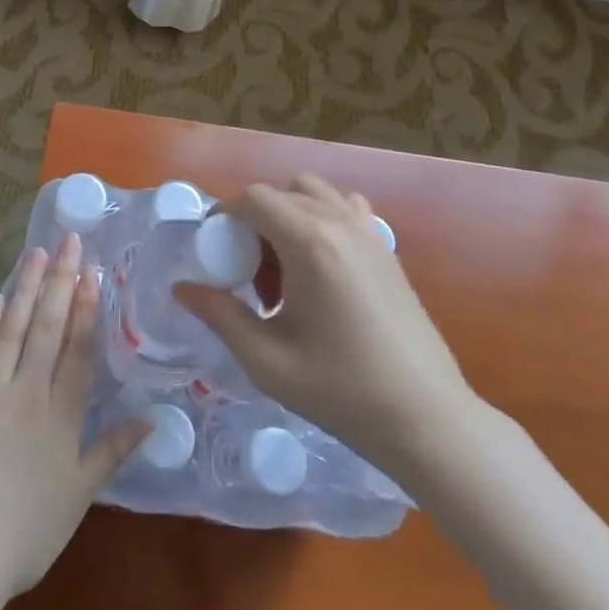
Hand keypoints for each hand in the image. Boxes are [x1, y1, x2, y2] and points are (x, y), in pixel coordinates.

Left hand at [0, 232, 148, 600]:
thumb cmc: (26, 532)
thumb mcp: (79, 495)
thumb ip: (113, 451)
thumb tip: (152, 419)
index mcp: (60, 416)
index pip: (78, 350)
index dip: (88, 310)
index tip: (93, 271)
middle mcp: (27, 394)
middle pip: (47, 329)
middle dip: (61, 282)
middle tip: (69, 241)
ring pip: (11, 332)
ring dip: (26, 290)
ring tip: (38, 254)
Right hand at [173, 176, 471, 474]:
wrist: (426, 418)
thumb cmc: (342, 393)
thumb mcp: (268, 361)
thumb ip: (220, 316)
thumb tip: (182, 288)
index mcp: (309, 244)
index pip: (254, 197)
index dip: (225, 215)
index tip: (214, 250)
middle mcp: (339, 222)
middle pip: (281, 191)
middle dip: (254, 219)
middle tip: (248, 271)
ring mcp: (368, 230)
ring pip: (314, 192)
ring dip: (288, 214)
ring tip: (284, 267)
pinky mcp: (386, 245)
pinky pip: (345, 207)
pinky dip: (322, 217)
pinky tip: (321, 264)